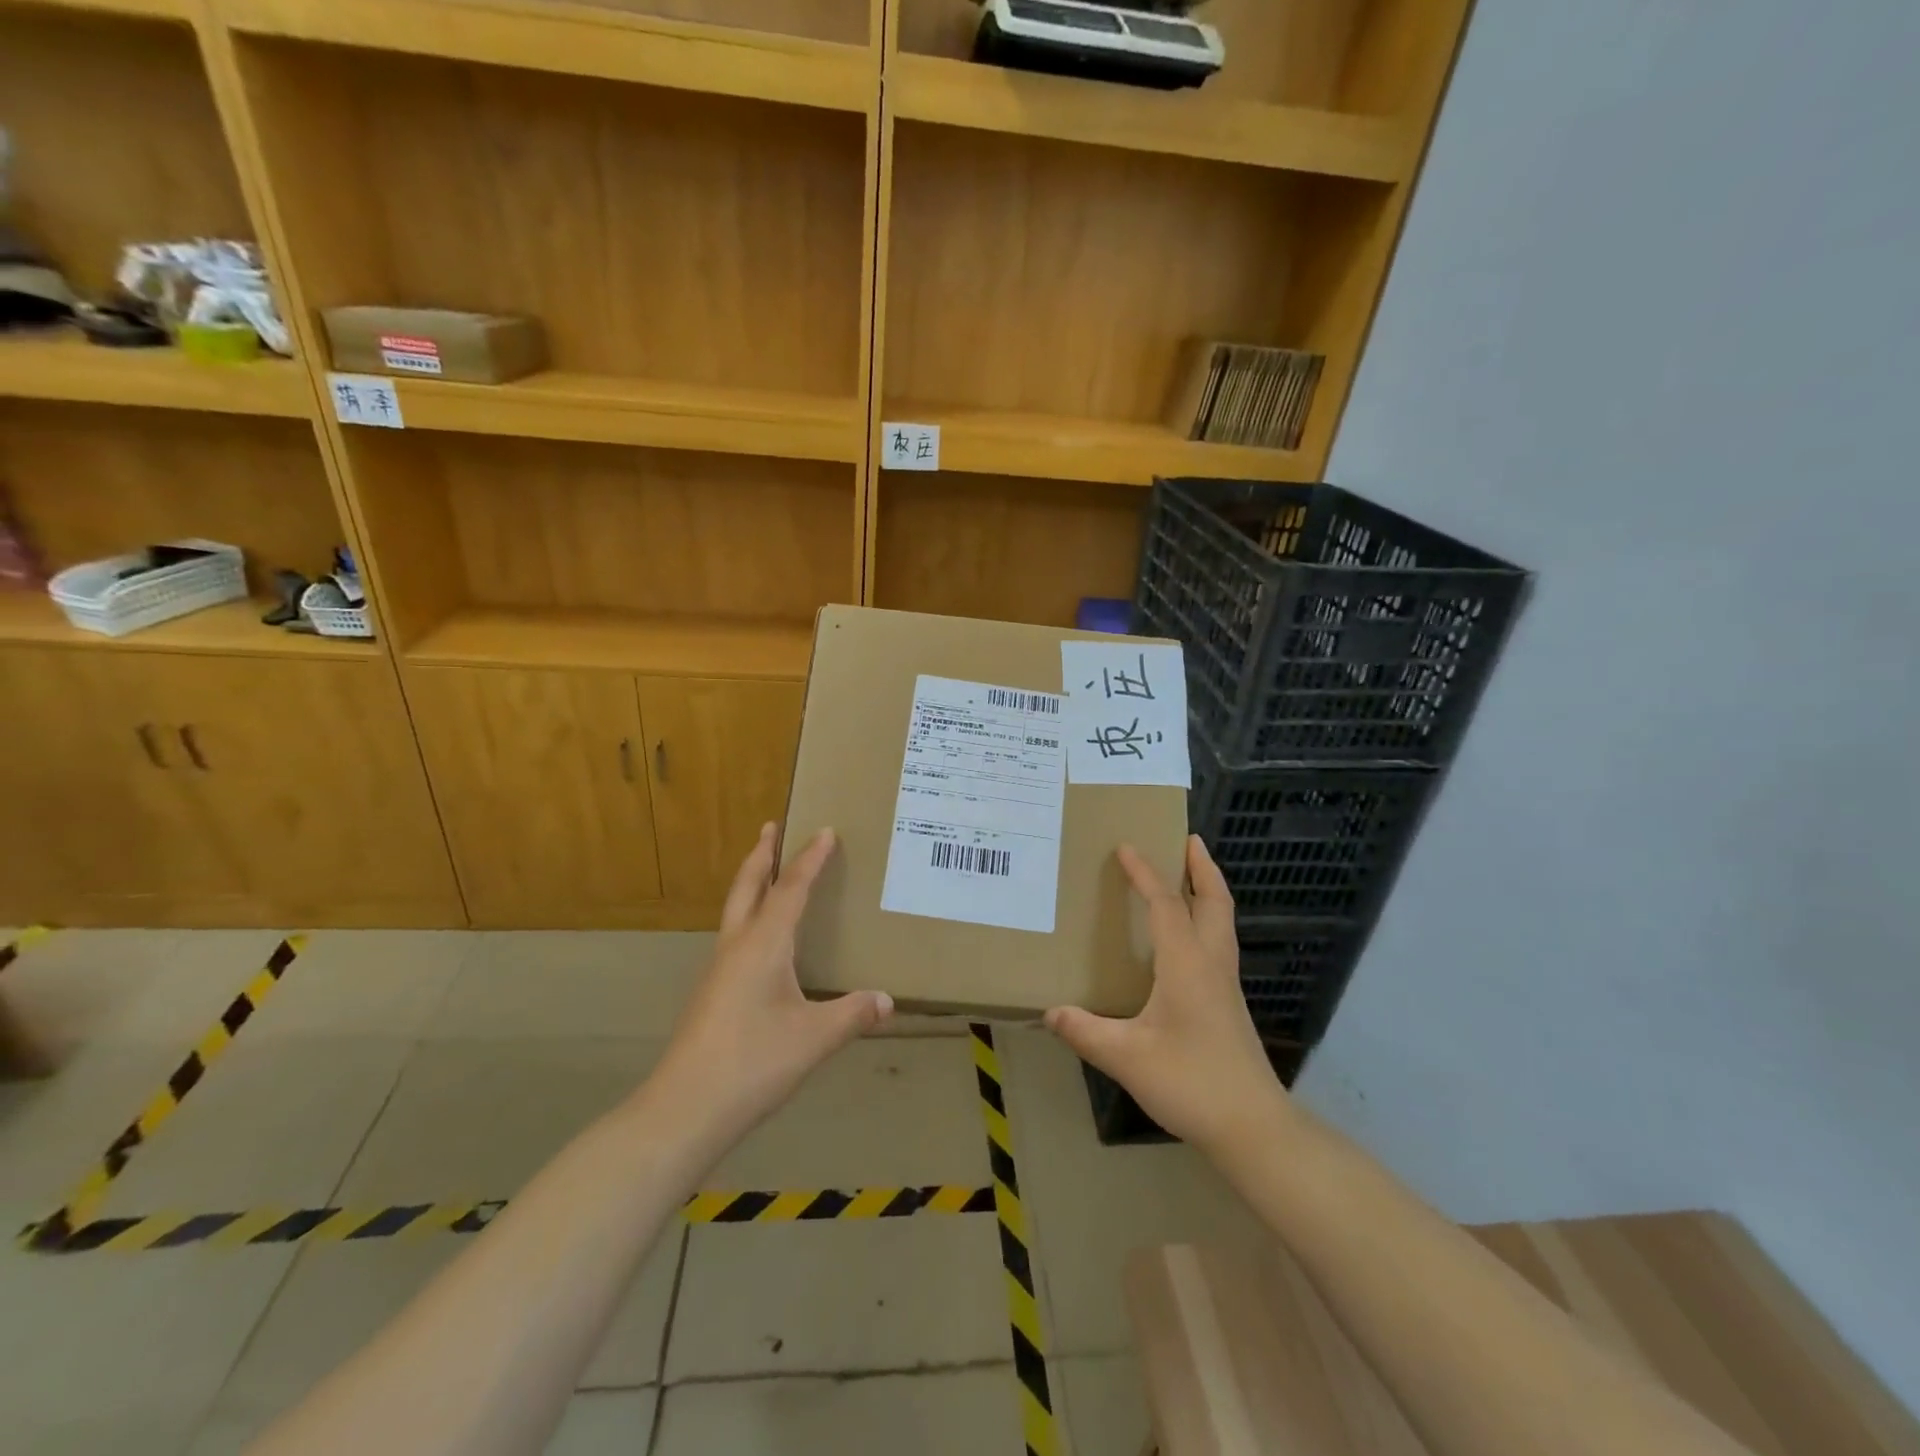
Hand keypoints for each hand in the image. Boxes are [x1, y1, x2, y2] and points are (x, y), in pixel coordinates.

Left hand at [648, 824, 892, 1144]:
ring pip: (736, 910)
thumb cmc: (752, 1063)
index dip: (810, 859)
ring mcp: (718, 970)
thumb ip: (852, 1015)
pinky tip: (761, 940)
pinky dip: (749, 915)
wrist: (684, 1109)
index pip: (790, 889)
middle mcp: (736, 947)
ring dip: (752, 882)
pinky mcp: (712, 993)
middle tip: (771, 826)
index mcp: (763, 945)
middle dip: (761, 854)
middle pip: (748, 886)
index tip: (825, 830)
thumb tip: (888, 1000)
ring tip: (767, 872)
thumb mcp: (814, 1038)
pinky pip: (734, 936)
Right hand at [1045, 835, 1288, 1155]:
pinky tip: (1188, 938)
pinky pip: (1219, 943)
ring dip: (1209, 890)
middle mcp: (1212, 964)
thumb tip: (1049, 1010)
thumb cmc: (1191, 1082)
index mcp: (1187, 964)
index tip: (1126, 846)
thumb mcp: (1127, 1057)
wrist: (1253, 1127)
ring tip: (1191, 874)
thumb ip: (1086, 1031)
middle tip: (1188, 839)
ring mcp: (1225, 984)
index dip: (1145, 873)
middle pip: (1215, 901)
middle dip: (1202, 867)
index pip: (1166, 904)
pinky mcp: (1228, 1004)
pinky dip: (1207, 919)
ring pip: (1222, 921)